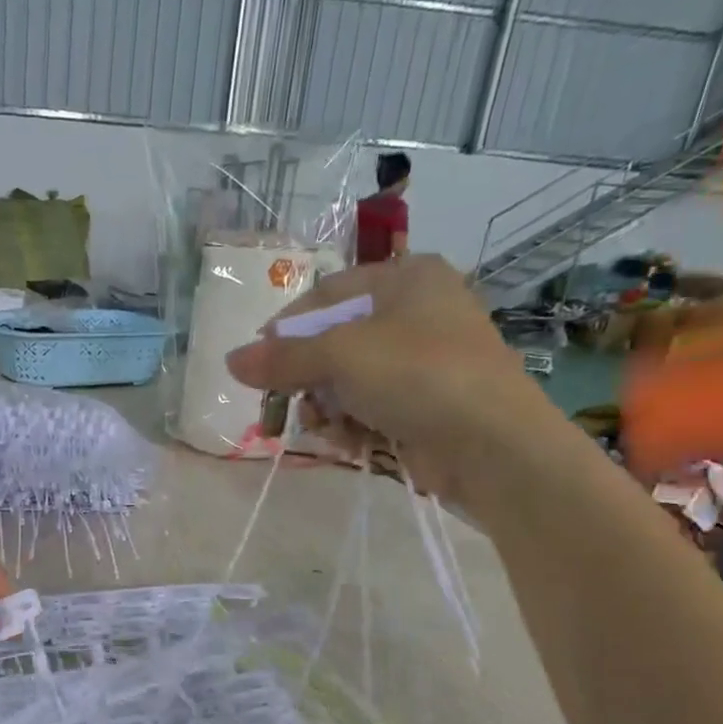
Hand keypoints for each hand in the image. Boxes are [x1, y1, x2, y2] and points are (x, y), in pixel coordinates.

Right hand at [224, 254, 565, 512]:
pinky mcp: (427, 404)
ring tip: (326, 428)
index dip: (287, 328)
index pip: (326, 294)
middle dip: (309, 378)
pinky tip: (350, 442)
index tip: (259, 363)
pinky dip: (353, 425)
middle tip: (291, 402)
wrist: (492, 444)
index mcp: (406, 278)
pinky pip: (371, 407)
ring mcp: (425, 362)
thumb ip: (282, 359)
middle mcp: (417, 312)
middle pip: (335, 341)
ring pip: (349, 381)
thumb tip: (230, 361)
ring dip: (327, 408)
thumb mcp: (341, 357)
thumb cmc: (417, 375)